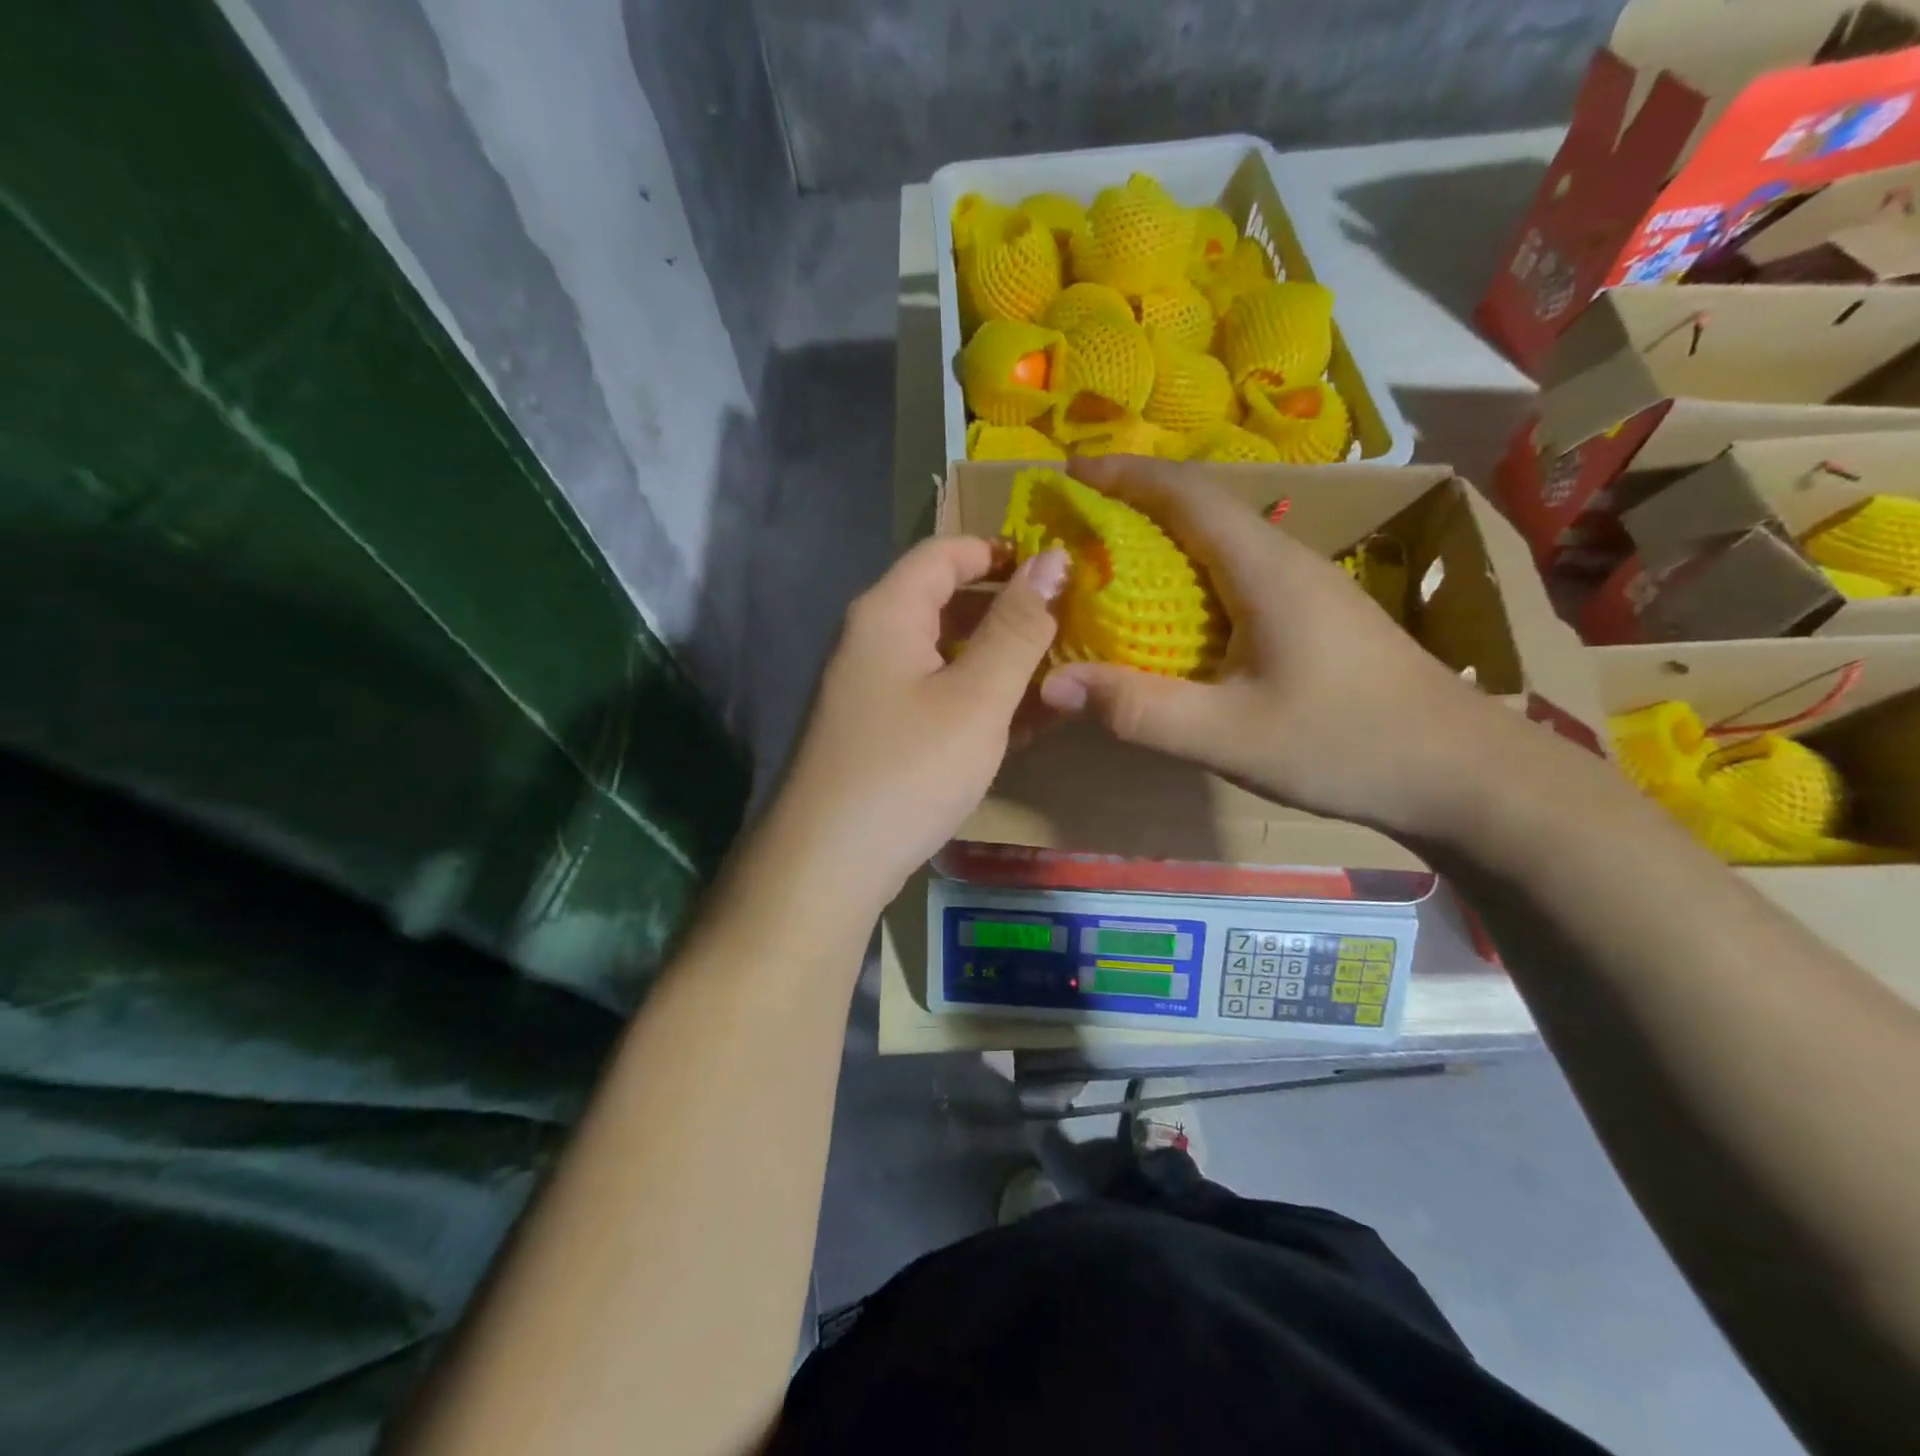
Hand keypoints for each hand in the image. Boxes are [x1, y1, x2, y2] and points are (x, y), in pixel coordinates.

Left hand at [760, 535, 1067, 915]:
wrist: (826, 864)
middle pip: (943, 600)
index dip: (1001, 551)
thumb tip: (1054, 560)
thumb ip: (1018, 628)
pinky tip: (1018, 724)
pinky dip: (974, 698)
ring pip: (942, 653)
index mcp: (887, 612)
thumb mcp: (977, 698)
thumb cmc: (908, 770)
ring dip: (997, 660)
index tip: (1057, 570)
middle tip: (1068, 628)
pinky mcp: (874, 730)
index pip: (946, 551)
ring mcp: (867, 687)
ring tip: (1056, 678)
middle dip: (1007, 610)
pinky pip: (932, 694)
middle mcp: (869, 639)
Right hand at [1037, 456, 1513, 839]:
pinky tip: (1174, 616)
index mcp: (1265, 569)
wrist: (1463, 774)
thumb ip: (1138, 709)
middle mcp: (1287, 562)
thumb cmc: (1345, 744)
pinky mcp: (1317, 617)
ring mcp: (1309, 588)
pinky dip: (1191, 576)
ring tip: (1111, 563)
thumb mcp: (1227, 735)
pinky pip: (1239, 575)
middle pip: (1203, 509)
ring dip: (1165, 540)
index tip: (1070, 471)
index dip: (1125, 476)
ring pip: (1223, 542)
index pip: (1186, 495)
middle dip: (1135, 503)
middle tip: (1077, 522)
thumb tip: (1051, 683)